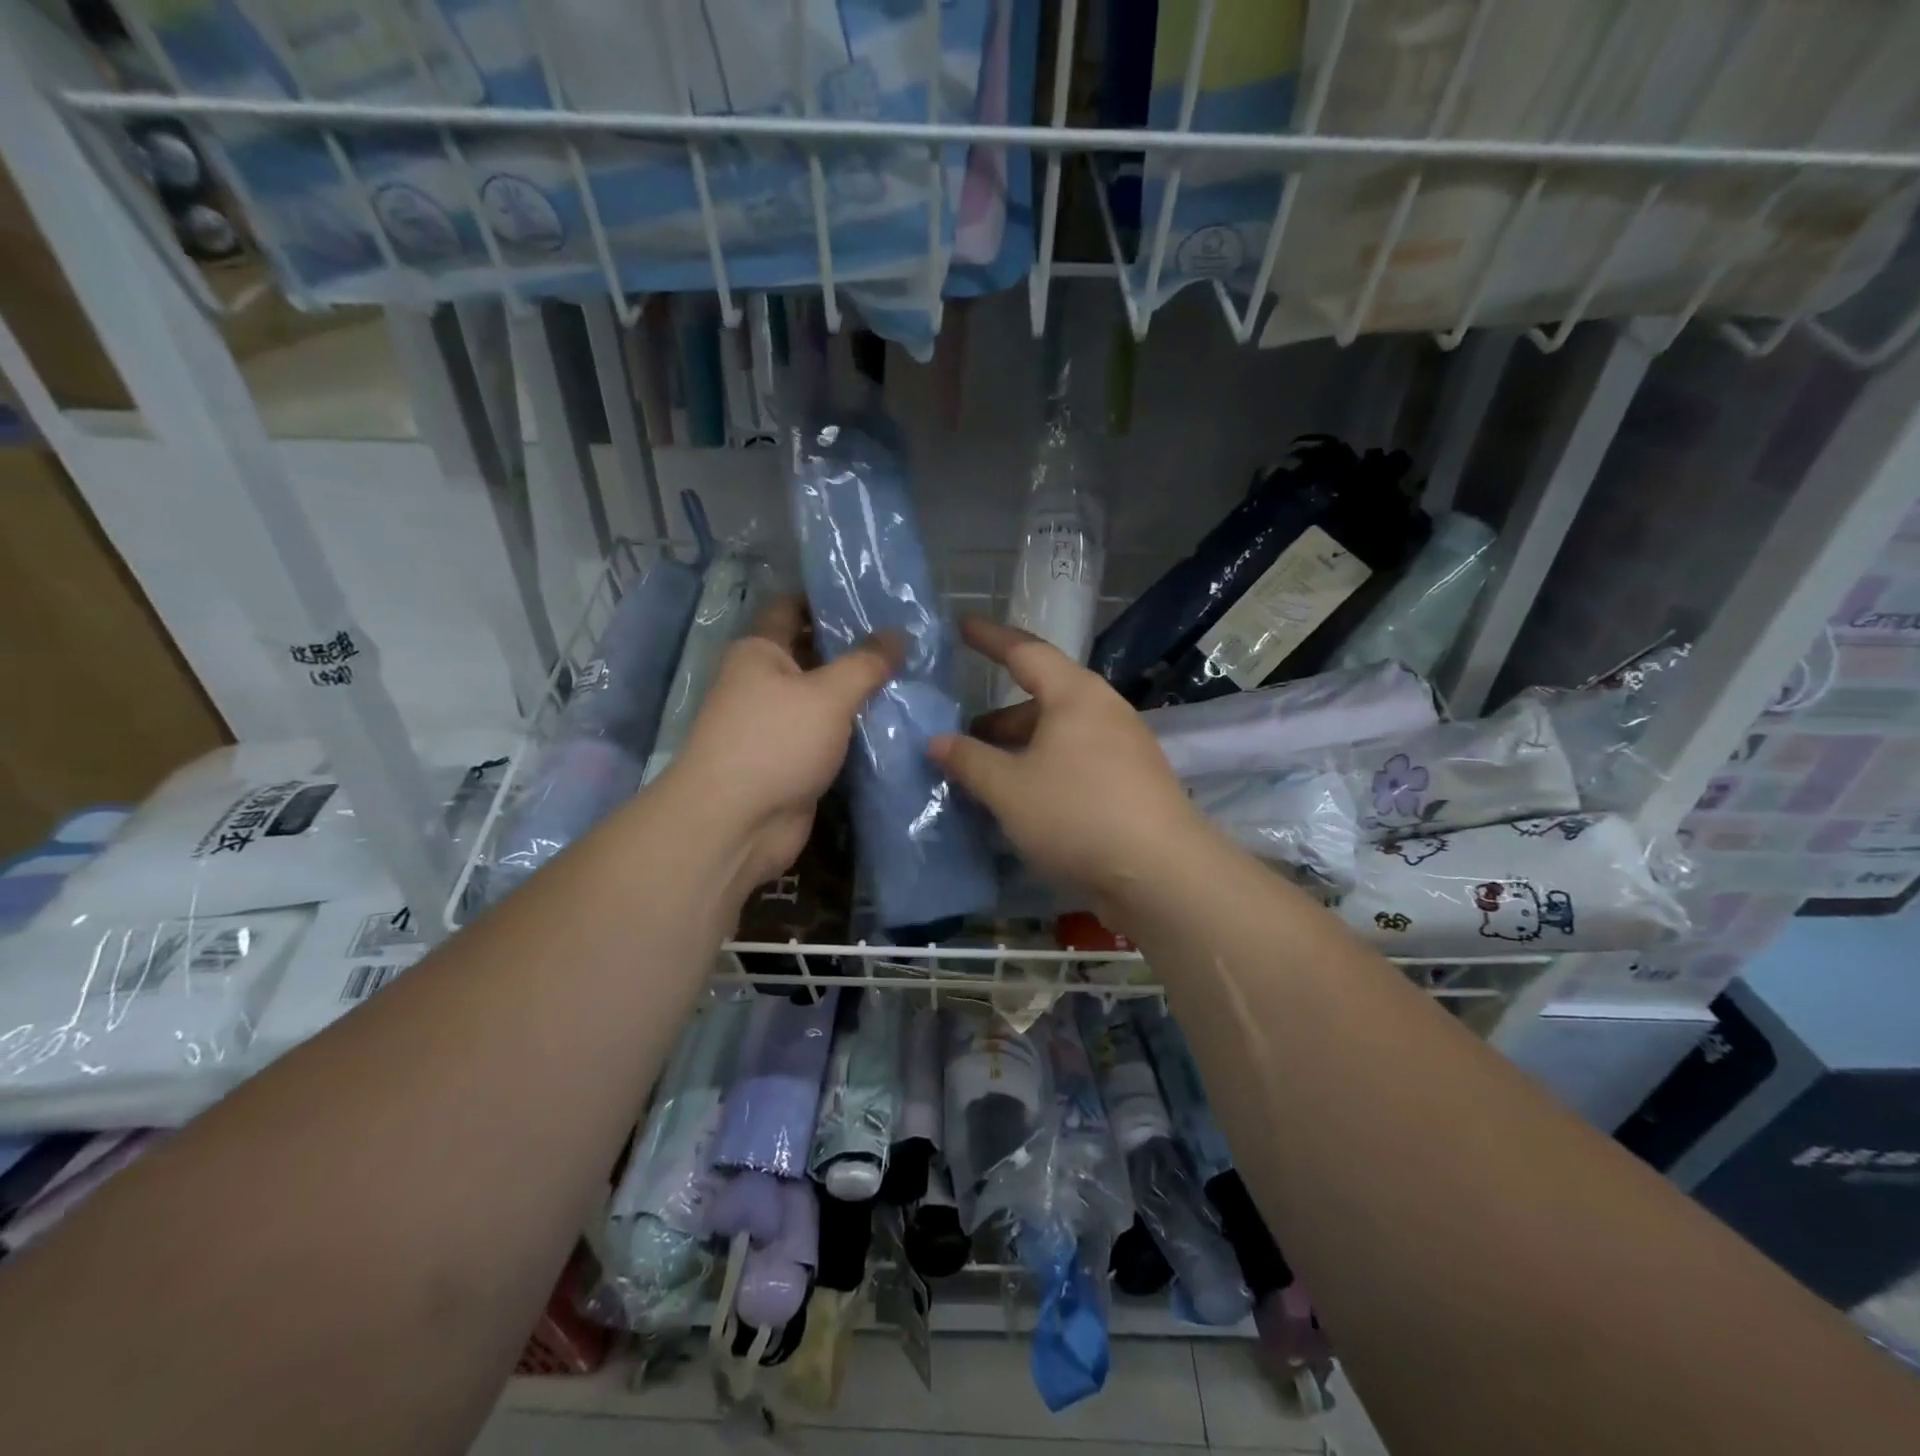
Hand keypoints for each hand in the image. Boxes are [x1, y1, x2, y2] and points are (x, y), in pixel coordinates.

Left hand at [663, 595, 902, 894]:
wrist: (737, 824)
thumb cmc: (776, 742)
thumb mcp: (828, 694)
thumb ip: (866, 662)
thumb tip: (899, 633)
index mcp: (759, 652)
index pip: (792, 608)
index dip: (828, 599)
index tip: (874, 597)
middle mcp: (764, 683)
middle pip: (812, 654)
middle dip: (854, 648)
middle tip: (907, 640)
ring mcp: (777, 725)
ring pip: (824, 698)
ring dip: (859, 692)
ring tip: (912, 676)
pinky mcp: (793, 760)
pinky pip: (829, 735)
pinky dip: (855, 729)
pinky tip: (895, 721)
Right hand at [929, 617, 1209, 912]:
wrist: (1160, 872)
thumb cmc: (1077, 813)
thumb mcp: (1008, 788)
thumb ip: (968, 760)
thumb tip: (936, 741)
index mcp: (1075, 694)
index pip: (1025, 651)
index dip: (990, 639)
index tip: (962, 626)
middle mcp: (1103, 709)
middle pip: (1043, 697)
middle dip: (999, 715)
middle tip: (962, 733)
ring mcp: (1123, 745)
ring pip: (1059, 733)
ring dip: (1020, 746)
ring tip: (986, 773)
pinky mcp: (1131, 780)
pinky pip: (1076, 759)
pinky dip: (1043, 767)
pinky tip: (1024, 798)